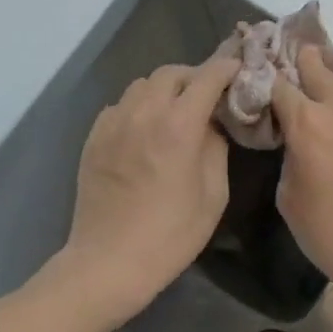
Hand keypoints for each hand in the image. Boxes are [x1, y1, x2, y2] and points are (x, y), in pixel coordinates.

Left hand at [63, 55, 239, 323]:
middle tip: (207, 96)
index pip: (208, 76)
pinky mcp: (94, 137)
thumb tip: (212, 124)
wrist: (108, 263)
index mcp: (179, 125)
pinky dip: (138, 107)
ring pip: (143, 84)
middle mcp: (144, 113)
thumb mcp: (214, 194)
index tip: (238, 71)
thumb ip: (216, 147)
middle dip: (195, 77)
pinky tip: (144, 131)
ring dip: (164, 89)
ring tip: (174, 111)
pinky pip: (120, 105)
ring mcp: (114, 122)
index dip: (227, 68)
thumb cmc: (170, 234)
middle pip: (172, 72)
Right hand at [271, 47, 332, 317]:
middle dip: (306, 60)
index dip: (270, 79)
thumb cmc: (332, 233)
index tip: (266, 76)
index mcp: (307, 122)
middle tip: (302, 54)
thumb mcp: (289, 198)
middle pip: (319, 67)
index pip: (280, 86)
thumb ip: (290, 157)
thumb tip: (298, 142)